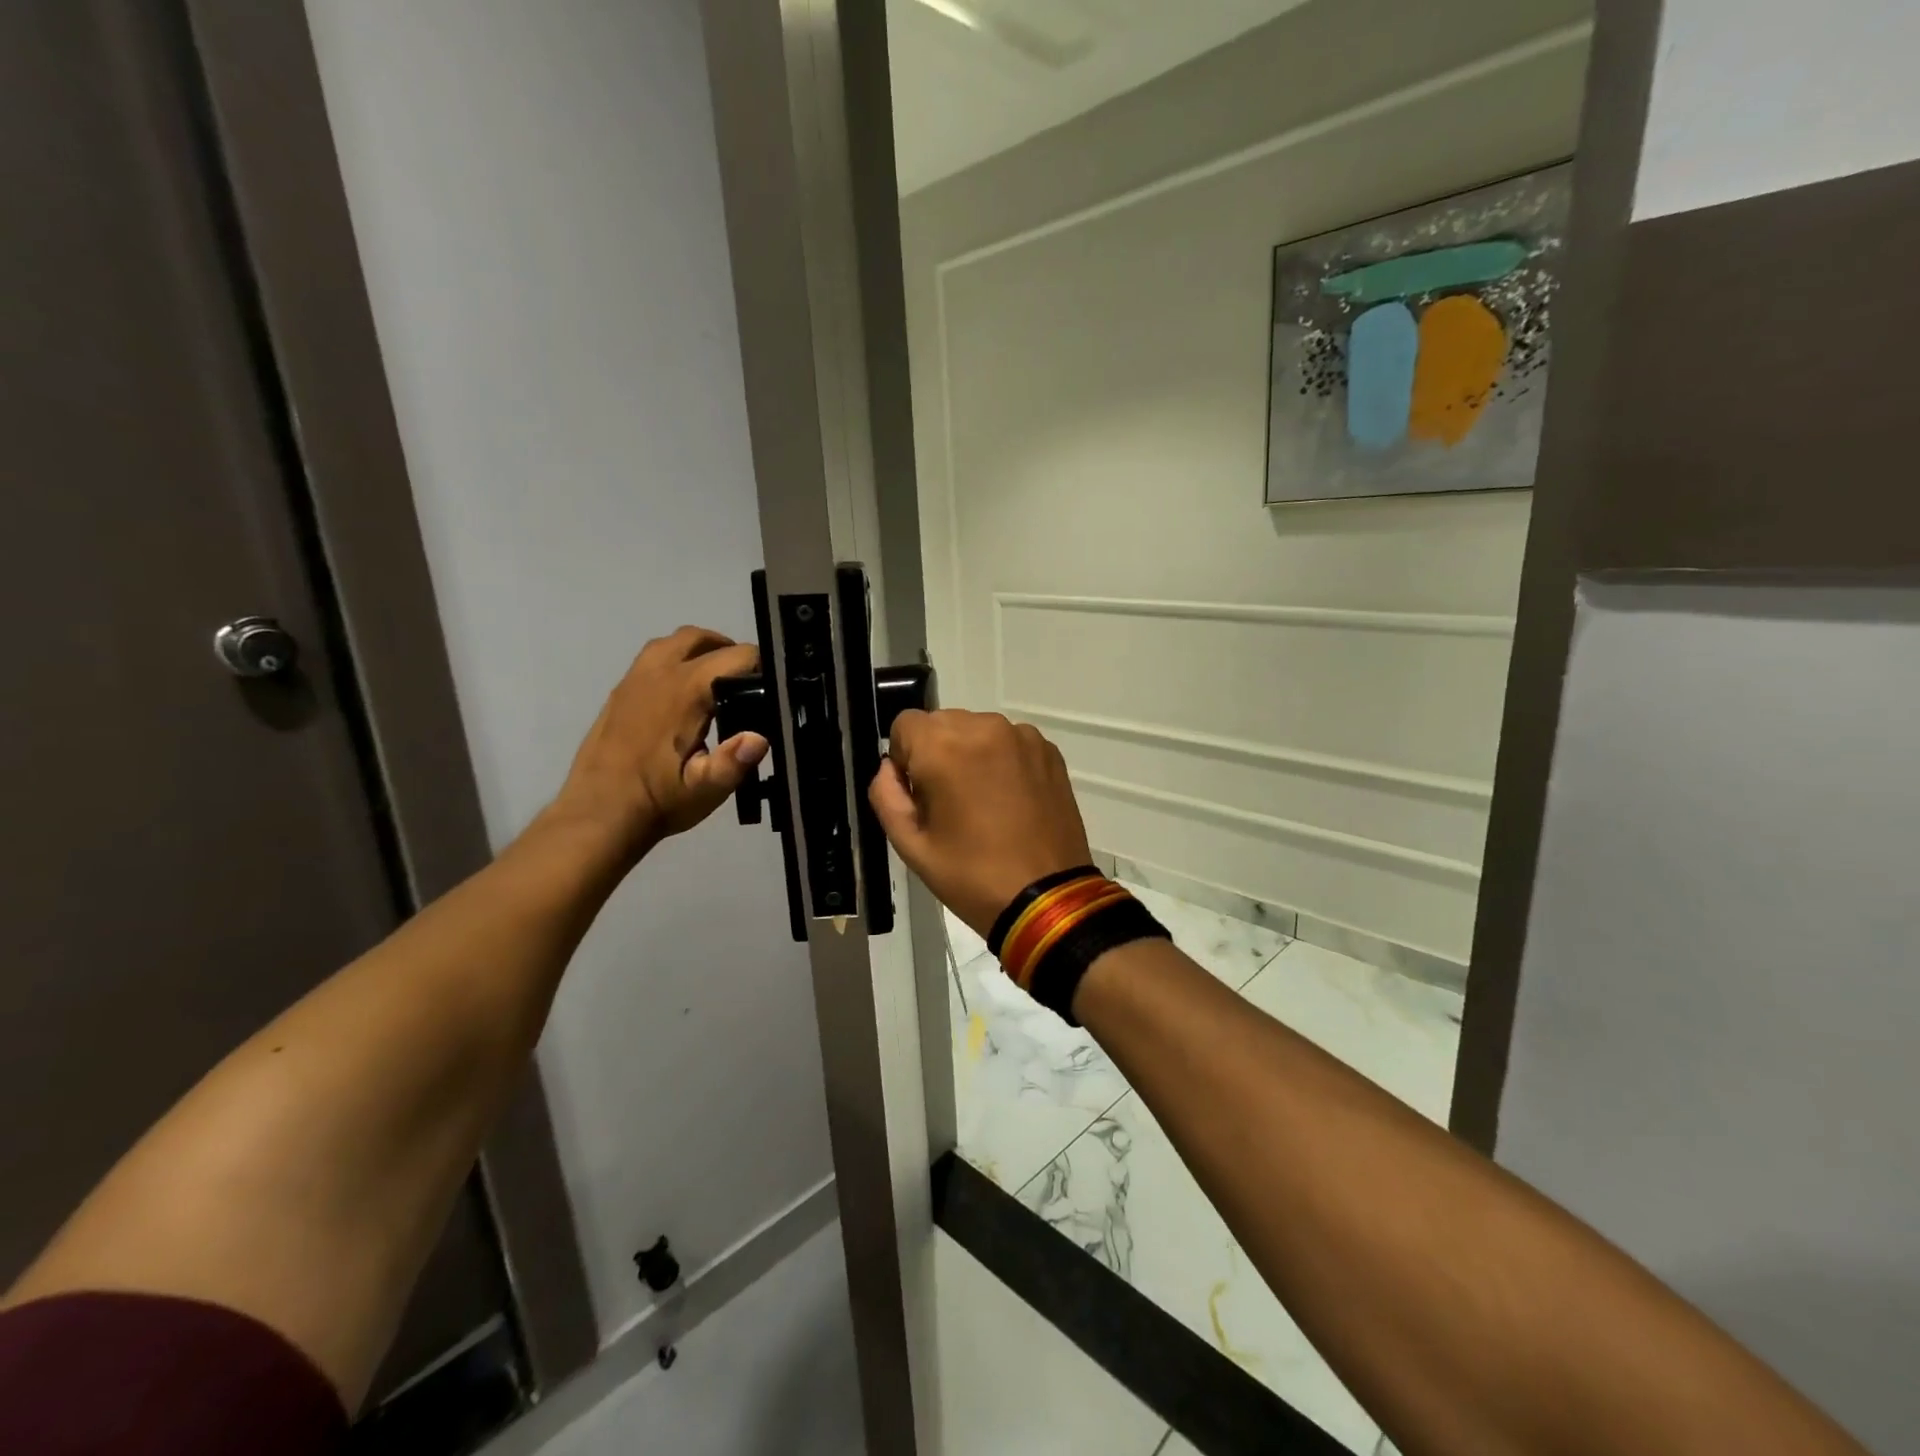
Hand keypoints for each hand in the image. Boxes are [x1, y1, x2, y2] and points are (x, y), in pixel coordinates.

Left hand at [550, 626, 768, 860]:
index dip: (761, 669)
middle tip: (744, 682)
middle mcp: (659, 673)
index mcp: (686, 690)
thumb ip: (734, 762)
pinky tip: (681, 698)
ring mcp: (634, 680)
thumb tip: (759, 738)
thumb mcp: (706, 789)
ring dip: (697, 652)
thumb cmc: (658, 801)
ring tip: (714, 683)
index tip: (769, 692)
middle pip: (699, 637)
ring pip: (671, 643)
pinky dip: (673, 663)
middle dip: (727, 651)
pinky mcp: (619, 693)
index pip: (736, 656)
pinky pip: (651, 659)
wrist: (598, 814)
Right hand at [868, 710, 1093, 935]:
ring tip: (984, 803)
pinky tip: (1011, 800)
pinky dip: (1002, 760)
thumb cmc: (971, 876)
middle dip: (937, 753)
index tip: (920, 794)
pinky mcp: (1048, 751)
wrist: (1047, 898)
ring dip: (970, 754)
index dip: (904, 758)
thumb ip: (886, 796)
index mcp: (944, 747)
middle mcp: (983, 727)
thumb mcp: (911, 846)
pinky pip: (1010, 741)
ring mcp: (1022, 736)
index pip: (905, 724)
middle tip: (950, 804)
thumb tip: (889, 768)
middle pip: (942, 723)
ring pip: (977, 730)